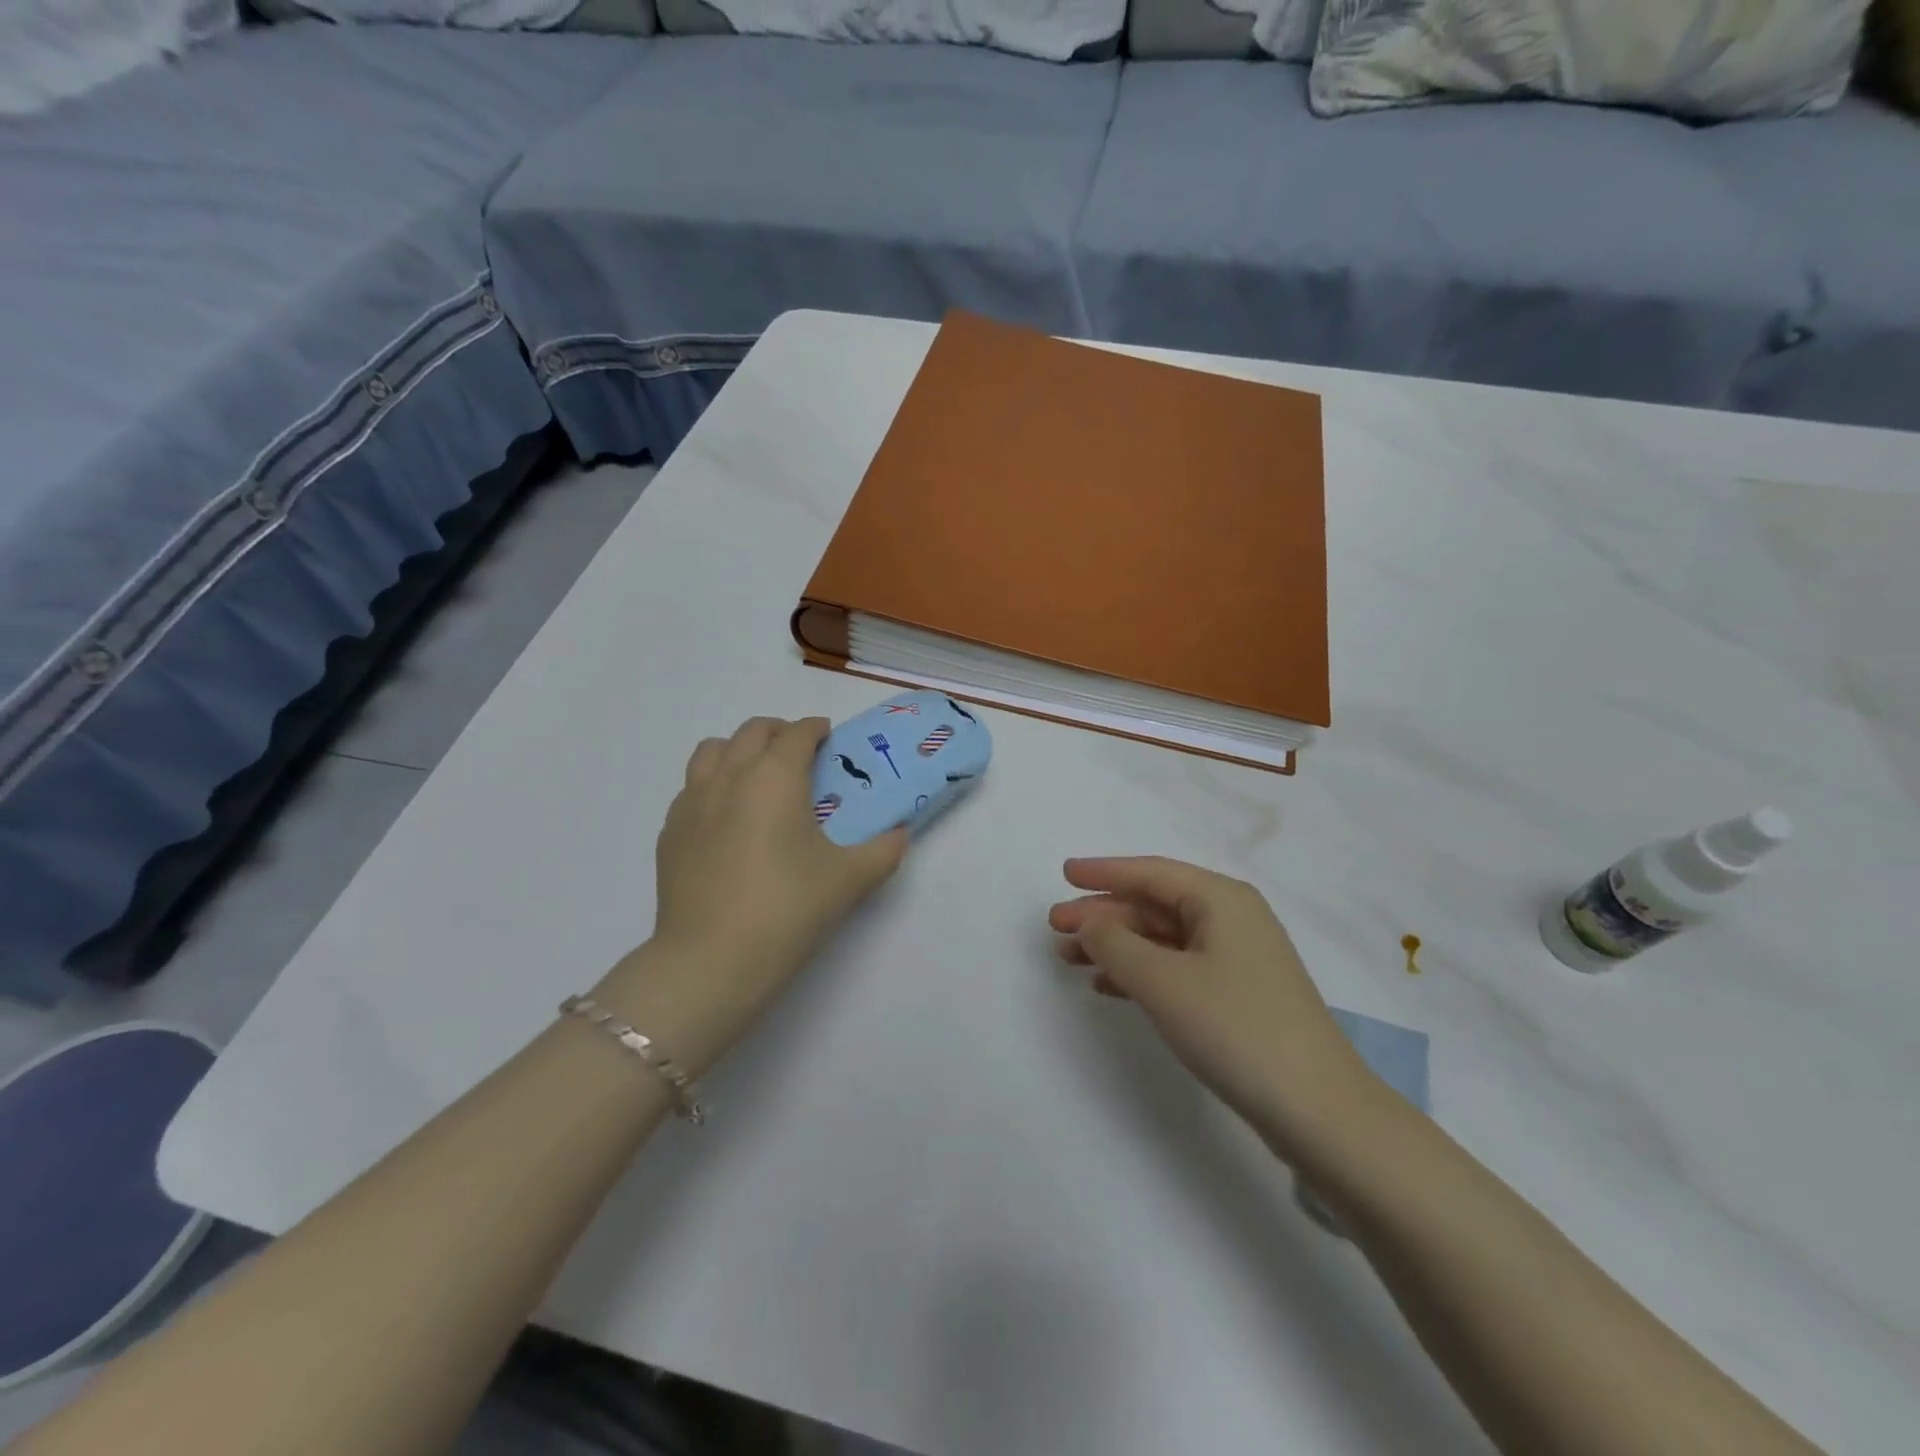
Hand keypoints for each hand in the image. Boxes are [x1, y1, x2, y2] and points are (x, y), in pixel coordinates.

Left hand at [606, 717, 905, 1074]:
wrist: (711, 961)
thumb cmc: (787, 909)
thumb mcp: (850, 879)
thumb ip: (884, 850)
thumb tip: (900, 834)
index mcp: (775, 777)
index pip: (797, 733)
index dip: (816, 730)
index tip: (829, 739)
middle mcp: (729, 776)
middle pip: (752, 731)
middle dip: (779, 732)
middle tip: (799, 756)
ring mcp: (692, 802)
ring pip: (712, 751)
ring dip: (739, 750)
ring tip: (758, 777)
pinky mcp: (670, 832)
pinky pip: (691, 788)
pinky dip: (713, 785)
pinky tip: (727, 818)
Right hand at [1050, 857, 1373, 1155]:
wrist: (1319, 1110)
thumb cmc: (1235, 1028)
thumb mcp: (1163, 982)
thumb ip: (1115, 944)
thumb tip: (1088, 922)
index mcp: (1221, 899)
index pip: (1150, 872)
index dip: (1103, 872)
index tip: (1064, 874)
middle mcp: (1231, 919)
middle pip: (1154, 905)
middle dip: (1103, 915)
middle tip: (1054, 927)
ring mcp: (1237, 959)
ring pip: (1162, 938)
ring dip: (1116, 945)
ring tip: (1070, 958)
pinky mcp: (1237, 995)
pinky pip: (1176, 967)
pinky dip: (1140, 972)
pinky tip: (1108, 987)